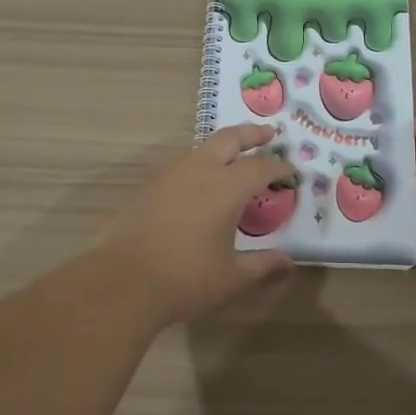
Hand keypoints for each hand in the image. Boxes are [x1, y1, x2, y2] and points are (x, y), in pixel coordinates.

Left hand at [96, 124, 296, 324]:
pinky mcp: (148, 186)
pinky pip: (181, 165)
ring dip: (222, 148)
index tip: (292, 173)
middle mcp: (200, 170)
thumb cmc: (186, 279)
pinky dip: (199, 165)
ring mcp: (170, 174)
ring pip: (202, 149)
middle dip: (251, 134)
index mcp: (227, 187)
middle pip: (229, 138)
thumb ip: (263, 266)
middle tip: (268, 133)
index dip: (280, 168)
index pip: (261, 167)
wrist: (123, 281)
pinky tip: (199, 185)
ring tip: (233, 160)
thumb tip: (288, 263)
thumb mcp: (232, 277)